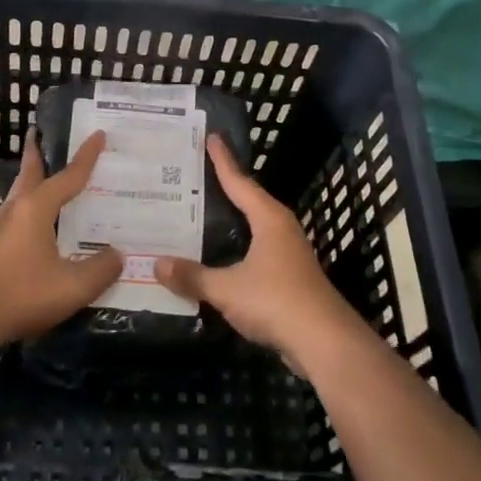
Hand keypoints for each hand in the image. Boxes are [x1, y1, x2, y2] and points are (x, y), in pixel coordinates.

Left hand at [0, 130, 122, 345]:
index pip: (69, 175)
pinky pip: (16, 214)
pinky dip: (30, 206)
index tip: (99, 134)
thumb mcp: (73, 286)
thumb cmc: (23, 294)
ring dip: (33, 179)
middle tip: (42, 133)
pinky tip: (38, 225)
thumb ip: (101, 269)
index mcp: (37, 207)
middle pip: (30, 171)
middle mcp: (16, 208)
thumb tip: (118, 254)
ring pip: (20, 193)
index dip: (87, 156)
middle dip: (37, 152)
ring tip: (47, 176)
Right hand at [155, 136, 364, 375]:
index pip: (240, 182)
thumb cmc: (276, 301)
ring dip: (232, 220)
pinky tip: (220, 256)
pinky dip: (238, 247)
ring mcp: (289, 253)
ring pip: (254, 227)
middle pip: (249, 200)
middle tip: (196, 175)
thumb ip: (192, 276)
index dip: (223, 161)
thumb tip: (156, 264)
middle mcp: (281, 229)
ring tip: (202, 212)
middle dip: (225, 187)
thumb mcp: (227, 288)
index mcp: (269, 219)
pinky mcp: (290, 277)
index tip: (211, 137)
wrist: (325, 343)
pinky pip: (257, 251)